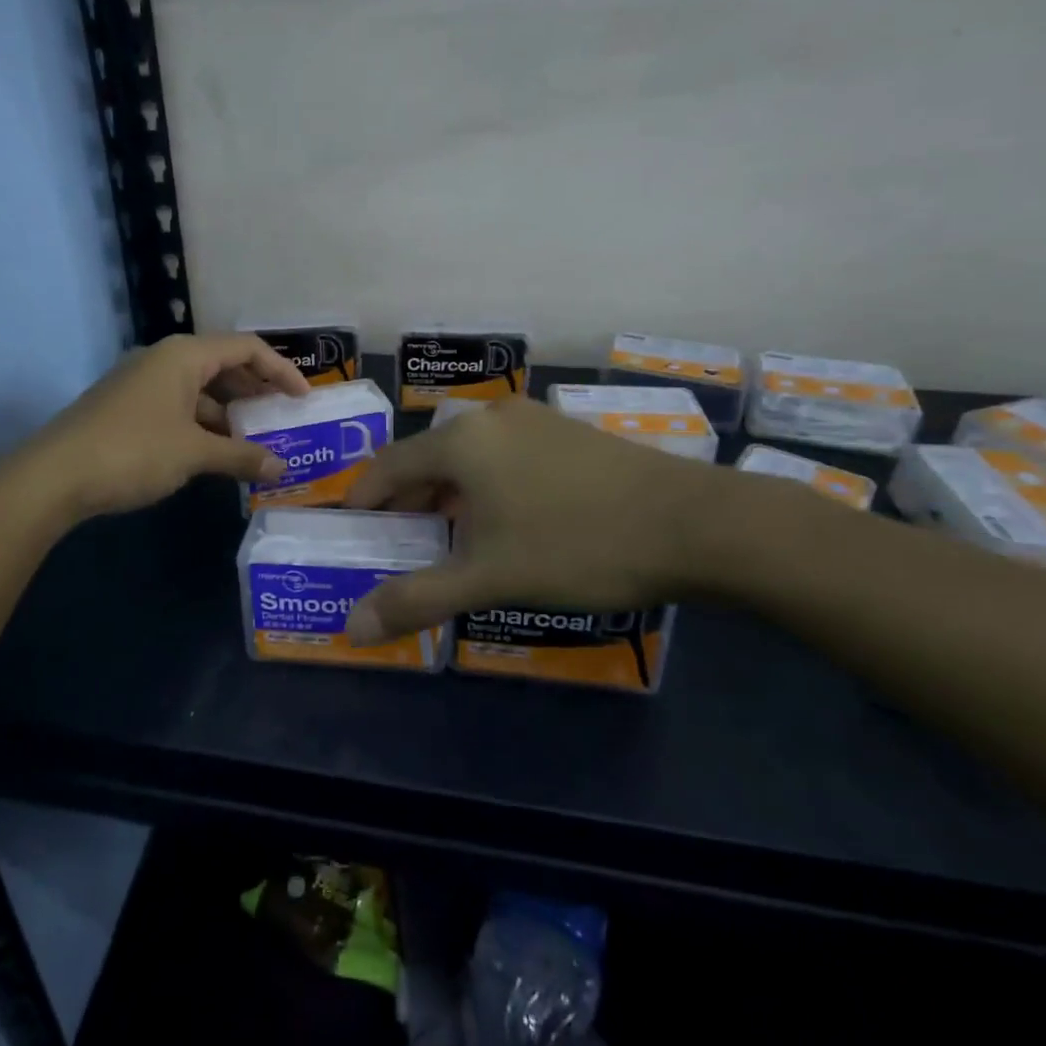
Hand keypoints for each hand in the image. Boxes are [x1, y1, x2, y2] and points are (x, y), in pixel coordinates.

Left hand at [24, 333, 309, 519]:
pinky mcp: (129, 407)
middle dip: (256, 391)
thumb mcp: (195, 453)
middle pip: (224, 365)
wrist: (53, 476)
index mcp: (185, 355)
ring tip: (256, 441)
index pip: (247, 348)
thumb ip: (242, 456)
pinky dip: (204, 425)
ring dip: (230, 413)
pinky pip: (180, 406)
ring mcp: (143, 383)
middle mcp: (165, 360)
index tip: (303, 399)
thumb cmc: (133, 451)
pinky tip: (217, 453)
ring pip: (201, 389)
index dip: (281, 371)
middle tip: (283, 419)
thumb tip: (282, 468)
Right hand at [340, 398, 730, 644]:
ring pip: (470, 457)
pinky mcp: (568, 434)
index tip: (354, 529)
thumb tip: (351, 627)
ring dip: (449, 495)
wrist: (694, 522)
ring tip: (450, 539)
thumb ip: (417, 599)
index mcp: (461, 440)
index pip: (389, 465)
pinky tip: (507, 521)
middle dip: (408, 501)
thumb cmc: (578, 544)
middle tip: (400, 544)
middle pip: (429, 457)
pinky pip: (505, 456)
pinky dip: (487, 486)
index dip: (365, 498)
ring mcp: (535, 420)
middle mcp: (491, 418)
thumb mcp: (491, 577)